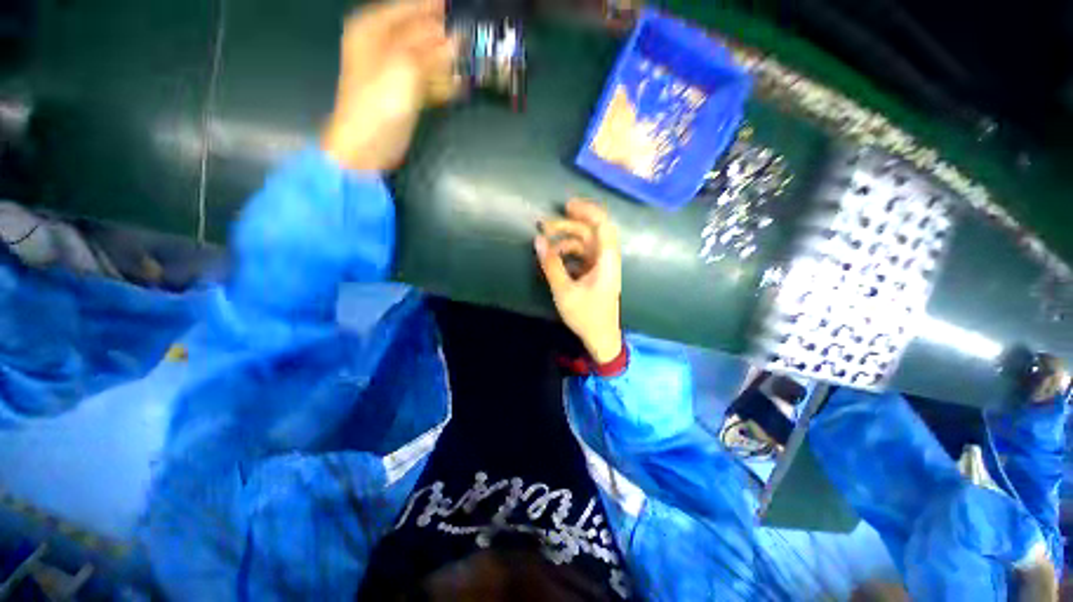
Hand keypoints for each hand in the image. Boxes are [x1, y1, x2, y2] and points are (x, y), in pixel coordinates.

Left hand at [321, 0, 458, 171]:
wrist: (367, 146)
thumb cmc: (379, 102)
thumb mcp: (405, 67)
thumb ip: (433, 49)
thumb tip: (458, 36)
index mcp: (374, 27)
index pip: (412, 7)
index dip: (437, 7)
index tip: (464, 10)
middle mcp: (383, 43)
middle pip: (421, 32)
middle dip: (446, 36)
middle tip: (473, 39)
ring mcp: (395, 70)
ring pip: (427, 57)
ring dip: (449, 61)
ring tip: (472, 62)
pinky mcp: (405, 93)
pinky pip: (428, 80)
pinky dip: (444, 83)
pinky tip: (461, 86)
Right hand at [536, 200, 622, 363]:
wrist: (601, 338)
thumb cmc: (586, 316)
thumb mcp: (565, 291)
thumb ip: (551, 264)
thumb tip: (538, 240)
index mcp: (606, 260)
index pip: (602, 225)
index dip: (587, 210)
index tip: (566, 206)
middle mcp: (606, 258)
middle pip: (590, 232)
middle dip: (568, 225)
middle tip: (544, 225)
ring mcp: (601, 266)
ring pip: (585, 243)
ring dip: (565, 239)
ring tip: (545, 242)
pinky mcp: (595, 273)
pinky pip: (582, 255)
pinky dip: (568, 252)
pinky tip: (554, 257)